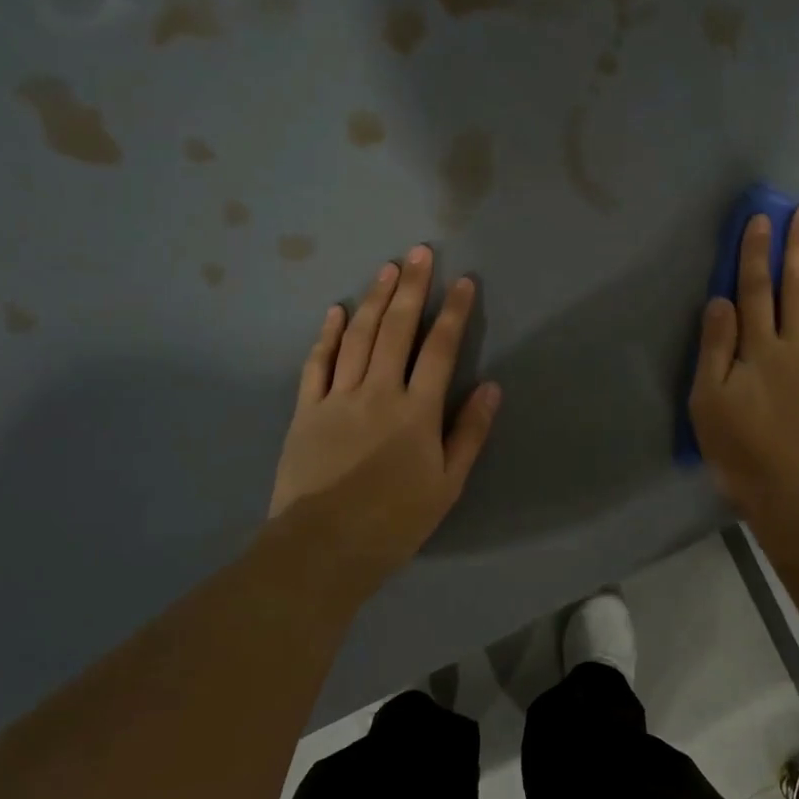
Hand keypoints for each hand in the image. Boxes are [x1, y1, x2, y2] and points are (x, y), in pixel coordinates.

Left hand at [269, 245, 499, 575]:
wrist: (323, 547)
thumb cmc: (394, 521)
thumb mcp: (447, 484)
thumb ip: (469, 433)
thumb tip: (492, 387)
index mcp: (417, 411)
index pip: (440, 349)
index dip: (453, 312)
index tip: (463, 281)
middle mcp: (378, 392)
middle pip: (396, 329)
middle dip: (412, 287)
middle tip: (420, 251)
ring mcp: (337, 397)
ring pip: (357, 336)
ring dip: (373, 299)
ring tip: (388, 268)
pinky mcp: (306, 410)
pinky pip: (317, 363)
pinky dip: (327, 334)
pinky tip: (336, 310)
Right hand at [689, 207, 798, 511]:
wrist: (797, 494)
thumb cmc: (741, 450)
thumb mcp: (708, 402)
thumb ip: (715, 349)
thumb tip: (720, 301)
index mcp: (759, 350)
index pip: (754, 292)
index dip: (756, 255)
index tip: (761, 220)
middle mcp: (797, 349)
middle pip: (798, 292)